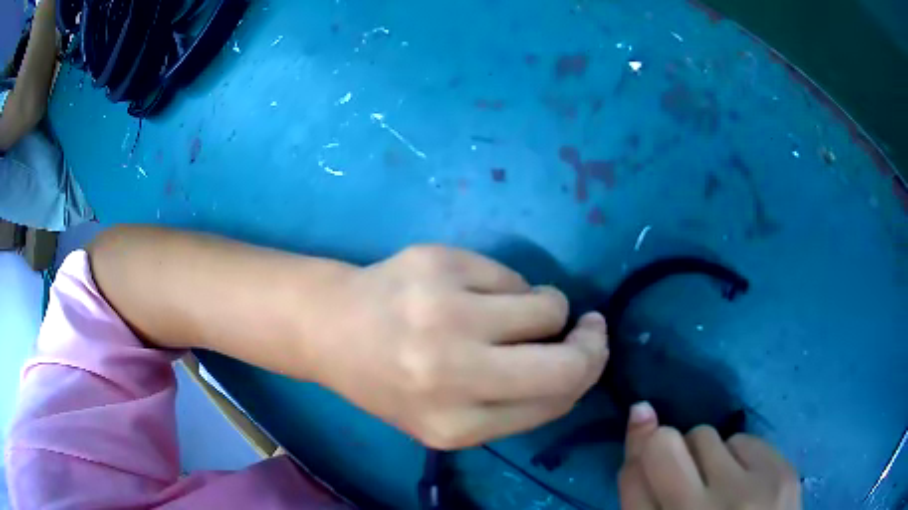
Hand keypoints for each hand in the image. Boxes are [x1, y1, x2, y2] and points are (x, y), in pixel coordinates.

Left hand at [310, 245, 608, 449]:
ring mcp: (444, 311)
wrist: (329, 328)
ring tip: (510, 312)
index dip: (585, 373)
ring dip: (545, 309)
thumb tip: (580, 363)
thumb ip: (516, 405)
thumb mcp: (447, 420)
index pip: (555, 401)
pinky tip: (469, 291)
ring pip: (547, 305)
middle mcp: (451, 372)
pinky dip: (506, 287)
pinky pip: (511, 275)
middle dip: (591, 342)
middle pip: (568, 363)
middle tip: (586, 328)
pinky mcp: (438, 261)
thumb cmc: (388, 382)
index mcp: (455, 426)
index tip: (588, 352)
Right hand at [619, 402, 800, 509]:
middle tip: (688, 478)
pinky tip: (748, 485)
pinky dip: (740, 458)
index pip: (632, 477)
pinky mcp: (782, 474)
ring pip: (708, 436)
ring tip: (721, 488)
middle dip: (670, 449)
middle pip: (666, 444)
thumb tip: (642, 417)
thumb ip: (644, 494)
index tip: (641, 425)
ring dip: (708, 457)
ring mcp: (746, 493)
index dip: (635, 450)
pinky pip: (745, 439)